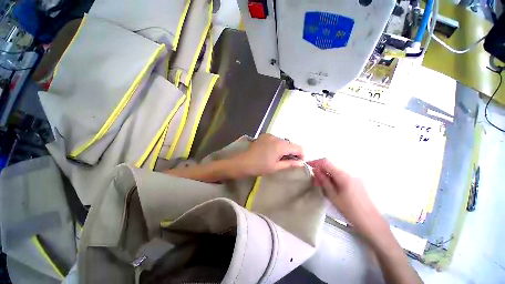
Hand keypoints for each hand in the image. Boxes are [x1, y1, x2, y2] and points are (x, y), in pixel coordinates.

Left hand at [232, 134, 304, 176]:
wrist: (243, 162)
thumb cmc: (260, 167)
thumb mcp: (276, 167)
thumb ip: (290, 164)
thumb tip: (301, 163)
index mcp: (281, 145)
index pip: (298, 147)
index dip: (301, 155)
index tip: (298, 162)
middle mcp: (276, 137)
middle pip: (290, 143)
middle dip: (291, 152)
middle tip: (286, 161)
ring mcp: (269, 135)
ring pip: (282, 141)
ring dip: (284, 148)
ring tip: (277, 157)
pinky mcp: (264, 136)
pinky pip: (275, 139)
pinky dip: (276, 145)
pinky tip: (270, 152)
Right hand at [308, 158, 388, 243]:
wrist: (372, 222)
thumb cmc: (351, 211)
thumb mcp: (333, 196)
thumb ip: (324, 181)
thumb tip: (315, 170)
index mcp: (344, 175)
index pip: (326, 162)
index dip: (315, 162)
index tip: (307, 165)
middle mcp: (350, 172)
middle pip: (331, 164)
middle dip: (320, 169)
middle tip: (314, 179)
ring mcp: (354, 176)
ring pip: (336, 169)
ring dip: (326, 173)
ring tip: (320, 183)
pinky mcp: (357, 181)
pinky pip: (341, 174)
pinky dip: (333, 177)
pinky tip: (330, 185)